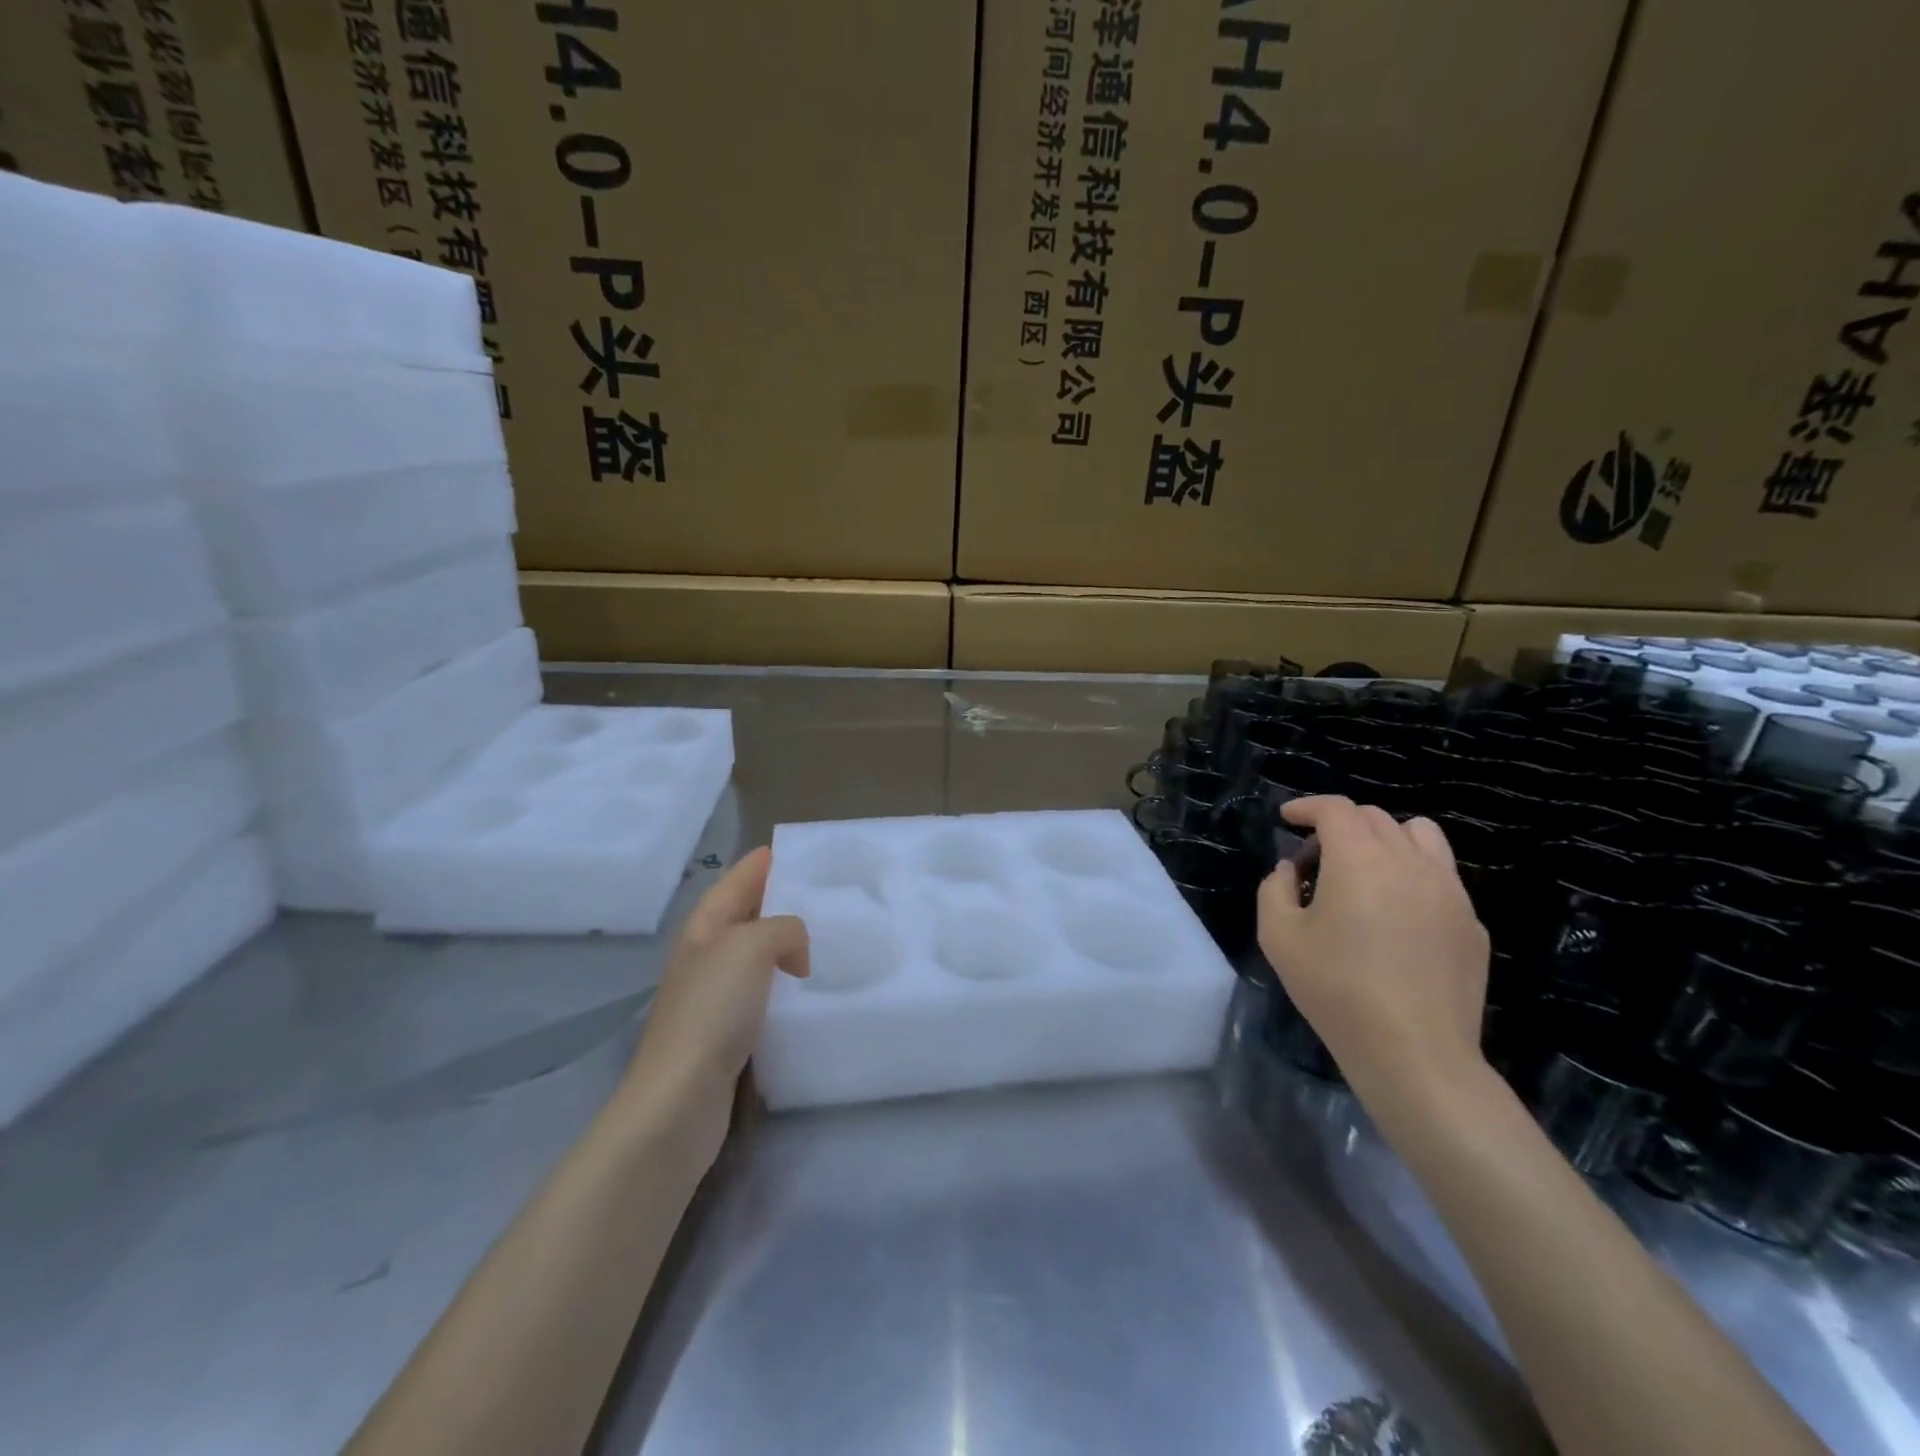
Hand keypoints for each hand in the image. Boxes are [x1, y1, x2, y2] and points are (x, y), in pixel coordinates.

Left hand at [620, 848, 808, 1168]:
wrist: (680, 1099)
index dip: (756, 866)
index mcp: (704, 928)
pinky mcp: (725, 1035)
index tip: (785, 852)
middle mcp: (704, 957)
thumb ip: (783, 929)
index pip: (732, 884)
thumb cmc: (713, 1011)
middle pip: (741, 917)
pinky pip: (760, 994)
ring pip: (752, 957)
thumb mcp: (751, 947)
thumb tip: (796, 953)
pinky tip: (805, 993)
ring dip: (781, 946)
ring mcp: (711, 998)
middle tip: (818, 895)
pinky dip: (782, 985)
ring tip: (822, 940)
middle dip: (773, 902)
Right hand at [1256, 797, 1488, 1094]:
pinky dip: (1412, 874)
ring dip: (1385, 838)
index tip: (1288, 817)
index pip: (1336, 809)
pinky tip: (1396, 915)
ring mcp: (1449, 890)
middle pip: (1375, 817)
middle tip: (1316, 860)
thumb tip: (1291, 870)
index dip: (1307, 806)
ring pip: (1420, 835)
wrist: (1414, 1051)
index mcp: (1360, 859)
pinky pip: (1441, 875)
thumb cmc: (1336, 989)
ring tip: (1366, 871)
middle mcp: (1409, 861)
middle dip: (1339, 825)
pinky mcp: (1471, 922)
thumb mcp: (1278, 937)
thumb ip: (1275, 889)